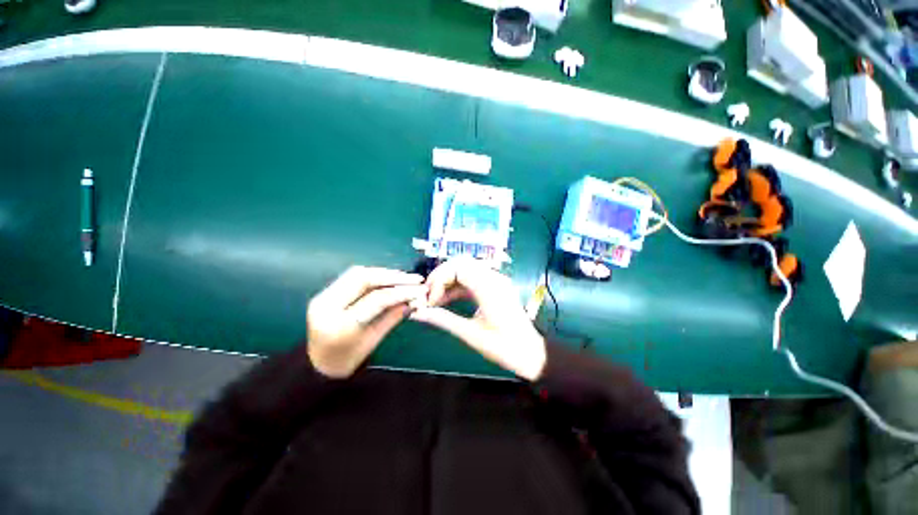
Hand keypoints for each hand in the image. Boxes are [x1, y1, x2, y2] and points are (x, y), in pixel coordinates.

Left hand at [307, 266, 425, 377]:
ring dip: (384, 273)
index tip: (420, 290)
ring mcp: (323, 296)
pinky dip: (373, 275)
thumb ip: (392, 317)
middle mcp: (327, 305)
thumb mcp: (373, 341)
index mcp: (340, 324)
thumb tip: (413, 300)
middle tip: (415, 278)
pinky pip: (352, 277)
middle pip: (364, 278)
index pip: (376, 299)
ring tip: (404, 277)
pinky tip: (388, 278)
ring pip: (357, 273)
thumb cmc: (347, 360)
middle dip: (393, 276)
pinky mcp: (325, 292)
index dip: (401, 291)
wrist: (317, 365)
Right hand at [410, 257, 546, 380]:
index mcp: (489, 287)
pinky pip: (472, 279)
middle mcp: (494, 278)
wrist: (531, 353)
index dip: (438, 280)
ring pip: (466, 269)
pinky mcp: (496, 287)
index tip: (429, 300)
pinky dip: (458, 286)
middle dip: (441, 276)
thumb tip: (417, 313)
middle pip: (461, 263)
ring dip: (448, 280)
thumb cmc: (504, 347)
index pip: (457, 267)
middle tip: (428, 295)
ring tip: (434, 299)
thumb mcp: (470, 334)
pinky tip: (446, 299)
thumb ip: (442, 319)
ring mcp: (496, 281)